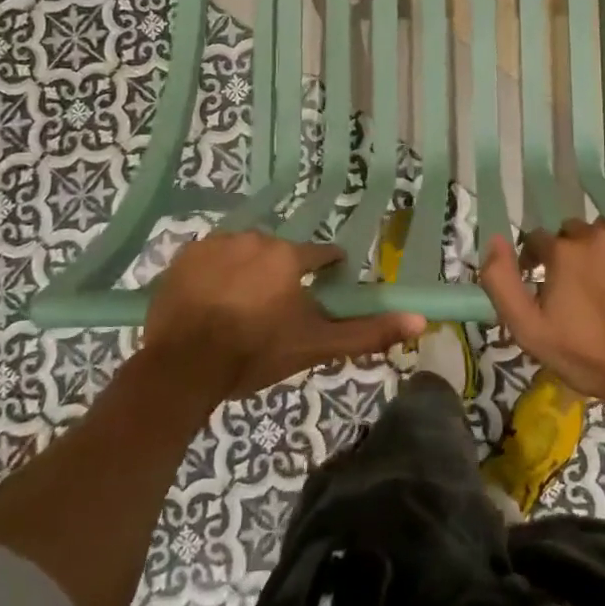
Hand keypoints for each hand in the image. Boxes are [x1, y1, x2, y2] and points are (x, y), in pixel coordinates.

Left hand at [142, 232, 423, 402]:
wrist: (183, 367)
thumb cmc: (255, 354)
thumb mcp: (316, 346)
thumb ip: (368, 332)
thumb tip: (421, 320)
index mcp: (290, 256)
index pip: (321, 255)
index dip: (326, 273)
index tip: (321, 292)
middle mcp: (256, 238)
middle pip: (280, 254)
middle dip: (281, 277)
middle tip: (271, 314)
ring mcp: (216, 243)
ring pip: (244, 253)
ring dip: (246, 273)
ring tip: (237, 311)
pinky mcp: (184, 256)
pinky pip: (209, 258)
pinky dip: (213, 275)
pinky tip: (209, 303)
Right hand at [478, 219, 604, 417]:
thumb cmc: (588, 357)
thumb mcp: (529, 330)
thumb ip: (501, 282)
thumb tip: (495, 240)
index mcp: (564, 251)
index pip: (537, 239)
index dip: (535, 260)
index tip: (541, 284)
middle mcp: (599, 234)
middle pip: (574, 232)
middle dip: (569, 254)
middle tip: (577, 288)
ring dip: (601, 252)